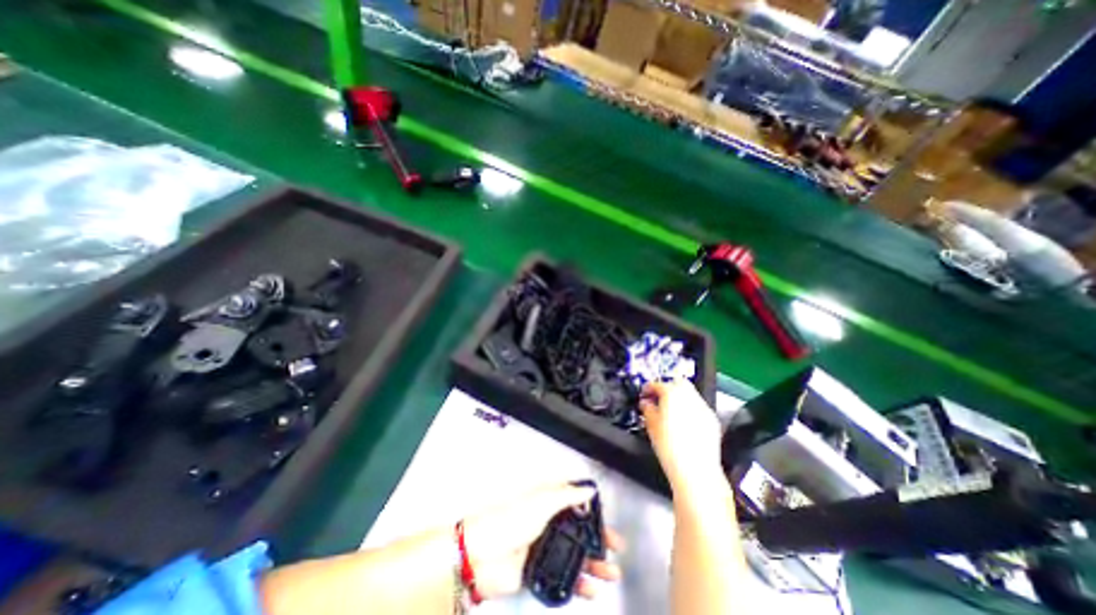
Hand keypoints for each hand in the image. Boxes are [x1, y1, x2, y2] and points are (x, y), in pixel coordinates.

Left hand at [459, 480, 620, 600]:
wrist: (482, 554)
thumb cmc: (511, 519)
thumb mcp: (542, 501)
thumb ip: (567, 496)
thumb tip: (589, 490)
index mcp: (548, 500)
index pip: (574, 499)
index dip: (591, 506)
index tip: (607, 514)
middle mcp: (549, 521)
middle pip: (579, 528)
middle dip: (598, 537)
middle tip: (617, 546)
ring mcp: (545, 546)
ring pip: (575, 553)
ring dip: (594, 563)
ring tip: (612, 573)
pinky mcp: (540, 570)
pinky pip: (564, 576)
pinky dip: (579, 583)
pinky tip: (592, 589)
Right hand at [639, 381, 725, 494]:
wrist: (695, 471)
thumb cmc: (671, 448)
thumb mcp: (651, 425)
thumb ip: (647, 409)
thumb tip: (646, 404)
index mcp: (672, 394)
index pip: (657, 384)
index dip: (648, 388)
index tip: (645, 394)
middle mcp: (689, 397)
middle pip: (677, 382)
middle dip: (667, 387)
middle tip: (658, 398)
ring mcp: (703, 407)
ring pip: (690, 393)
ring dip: (679, 397)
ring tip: (670, 411)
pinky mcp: (712, 419)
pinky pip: (698, 407)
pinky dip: (690, 409)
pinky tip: (684, 423)